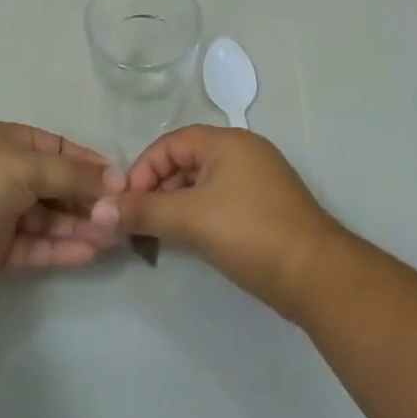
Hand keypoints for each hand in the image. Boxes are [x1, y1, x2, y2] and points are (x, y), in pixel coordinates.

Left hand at [0, 122, 125, 292]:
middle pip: (57, 185)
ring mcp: (1, 211)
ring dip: (79, 225)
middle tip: (120, 216)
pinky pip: (37, 245)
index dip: (88, 163)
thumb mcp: (29, 166)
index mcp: (9, 142)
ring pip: (49, 217)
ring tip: (112, 238)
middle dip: (87, 199)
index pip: (59, 148)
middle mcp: (6, 173)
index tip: (119, 181)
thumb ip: (74, 175)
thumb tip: (116, 179)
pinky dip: (62, 247)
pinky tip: (90, 253)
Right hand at [92, 126, 346, 317]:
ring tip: (160, 237)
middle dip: (157, 190)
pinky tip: (190, 242)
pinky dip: (200, 216)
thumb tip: (99, 211)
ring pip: (203, 184)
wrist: (316, 276)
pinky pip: (221, 201)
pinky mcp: (267, 207)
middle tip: (139, 223)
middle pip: (186, 161)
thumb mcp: (190, 219)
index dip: (143, 170)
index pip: (170, 143)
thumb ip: (143, 211)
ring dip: (177, 206)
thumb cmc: (249, 233)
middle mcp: (243, 151)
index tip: (126, 204)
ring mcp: (258, 179)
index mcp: (226, 141)